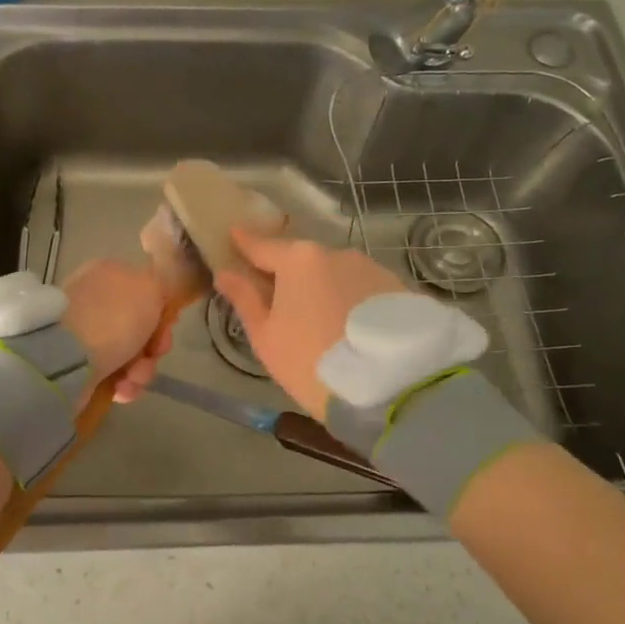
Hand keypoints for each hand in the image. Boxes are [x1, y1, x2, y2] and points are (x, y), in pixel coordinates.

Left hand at [59, 259, 171, 402]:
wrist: (67, 357)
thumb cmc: (114, 317)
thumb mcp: (150, 287)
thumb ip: (161, 286)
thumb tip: (156, 296)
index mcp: (108, 274)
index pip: (144, 292)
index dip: (162, 312)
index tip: (167, 327)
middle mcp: (94, 301)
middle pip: (139, 327)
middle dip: (152, 347)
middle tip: (152, 355)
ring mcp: (84, 334)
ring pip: (130, 355)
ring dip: (141, 370)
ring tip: (132, 379)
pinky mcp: (77, 365)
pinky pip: (113, 376)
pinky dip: (123, 385)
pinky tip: (121, 390)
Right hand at [213, 227, 406, 416]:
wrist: (393, 388)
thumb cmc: (313, 363)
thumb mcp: (267, 337)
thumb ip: (245, 299)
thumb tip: (225, 272)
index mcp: (298, 260)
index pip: (263, 246)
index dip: (245, 243)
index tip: (234, 235)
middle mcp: (336, 253)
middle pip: (302, 260)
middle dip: (289, 274)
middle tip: (279, 299)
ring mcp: (372, 269)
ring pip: (336, 274)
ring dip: (324, 289)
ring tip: (321, 322)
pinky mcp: (399, 288)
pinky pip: (363, 290)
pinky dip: (351, 302)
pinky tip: (351, 328)